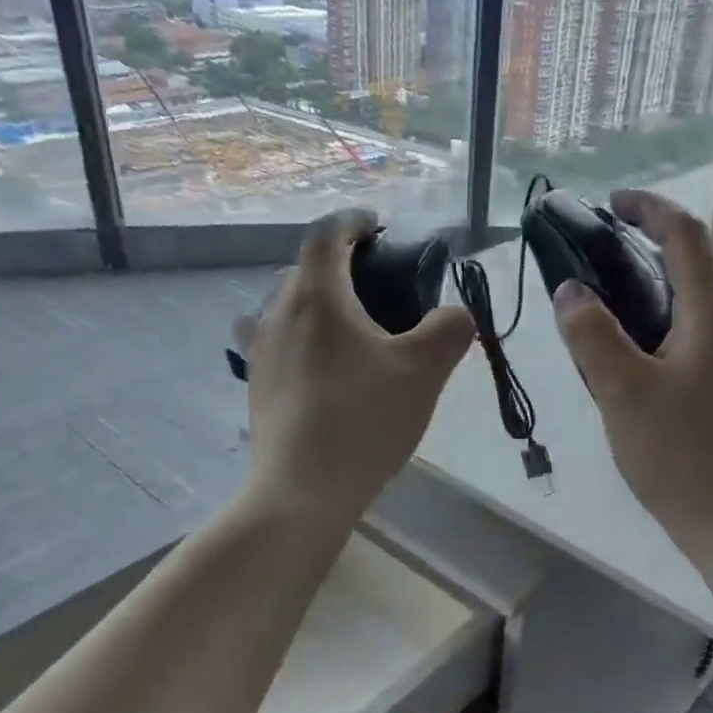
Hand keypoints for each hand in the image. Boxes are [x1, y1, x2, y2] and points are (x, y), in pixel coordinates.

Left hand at [236, 209, 474, 521]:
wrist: (302, 490)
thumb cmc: (364, 420)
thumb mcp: (424, 371)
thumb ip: (450, 329)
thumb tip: (456, 314)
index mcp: (317, 296)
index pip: (328, 234)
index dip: (355, 222)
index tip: (379, 226)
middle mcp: (277, 312)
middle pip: (304, 269)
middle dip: (338, 264)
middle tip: (376, 284)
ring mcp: (259, 350)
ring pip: (285, 305)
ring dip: (316, 302)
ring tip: (350, 327)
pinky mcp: (255, 384)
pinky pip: (277, 340)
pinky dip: (302, 336)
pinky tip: (326, 368)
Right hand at [552, 190, 712, 564]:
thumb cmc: (683, 455)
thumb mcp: (622, 392)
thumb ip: (592, 335)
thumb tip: (570, 290)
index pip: (687, 235)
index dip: (649, 209)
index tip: (609, 205)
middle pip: (702, 263)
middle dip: (655, 243)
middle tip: (603, 253)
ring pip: (703, 303)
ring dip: (662, 284)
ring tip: (612, 301)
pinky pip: (701, 336)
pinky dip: (668, 322)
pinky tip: (637, 357)